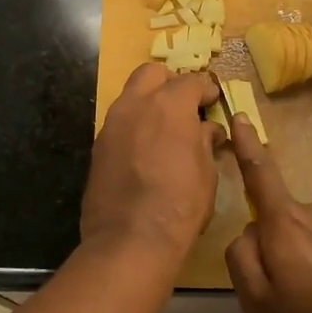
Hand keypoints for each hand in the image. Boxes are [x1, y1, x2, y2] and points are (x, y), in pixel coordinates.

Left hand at [80, 64, 223, 266]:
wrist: (130, 240)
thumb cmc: (180, 205)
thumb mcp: (206, 173)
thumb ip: (204, 142)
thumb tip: (207, 129)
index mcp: (169, 104)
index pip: (191, 81)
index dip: (206, 90)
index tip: (213, 101)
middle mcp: (136, 104)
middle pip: (152, 73)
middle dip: (170, 83)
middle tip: (185, 105)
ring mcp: (112, 123)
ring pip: (131, 95)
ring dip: (149, 103)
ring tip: (165, 129)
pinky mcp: (97, 146)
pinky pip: (119, 123)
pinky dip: (134, 126)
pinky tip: (145, 150)